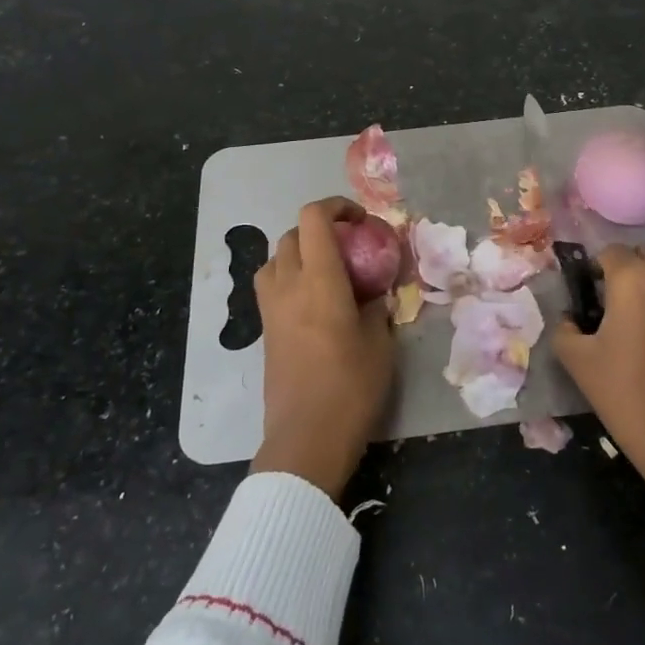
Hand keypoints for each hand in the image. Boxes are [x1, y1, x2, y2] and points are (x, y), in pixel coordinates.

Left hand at [252, 197, 395, 499]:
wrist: (306, 437)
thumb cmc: (351, 387)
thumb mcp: (379, 343)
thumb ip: (376, 307)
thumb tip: (373, 292)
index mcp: (319, 279)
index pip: (314, 218)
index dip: (337, 207)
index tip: (361, 222)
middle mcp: (287, 285)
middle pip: (293, 234)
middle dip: (321, 230)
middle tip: (350, 248)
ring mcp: (270, 308)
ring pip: (276, 258)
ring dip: (301, 252)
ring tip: (328, 272)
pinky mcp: (265, 330)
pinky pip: (272, 285)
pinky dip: (290, 277)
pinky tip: (314, 302)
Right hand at [551, 244, 644, 507]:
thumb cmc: (627, 394)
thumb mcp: (578, 361)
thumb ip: (564, 328)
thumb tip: (569, 317)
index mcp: (634, 278)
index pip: (610, 252)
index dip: (595, 270)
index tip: (588, 296)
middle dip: (628, 270)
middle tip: (614, 305)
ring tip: (642, 323)